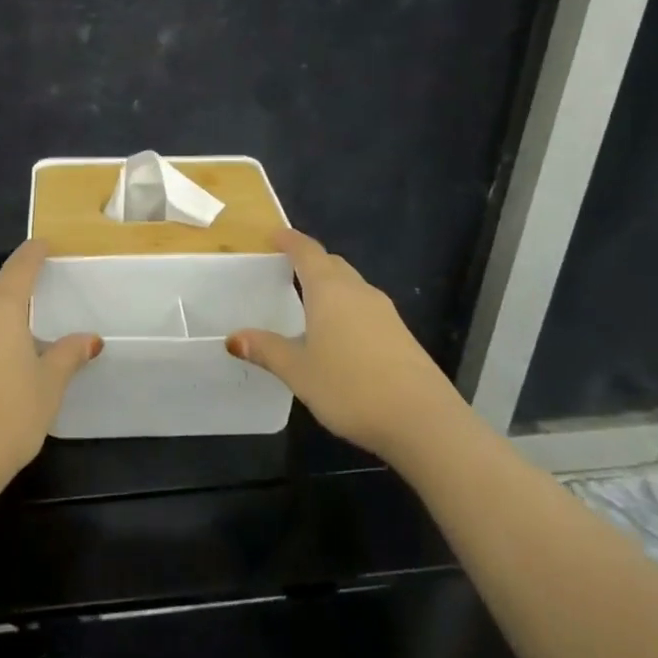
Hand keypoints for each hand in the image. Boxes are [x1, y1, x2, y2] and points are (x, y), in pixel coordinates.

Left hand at [0, 241, 99, 490]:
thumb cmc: (9, 414)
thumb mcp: (49, 385)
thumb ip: (67, 355)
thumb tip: (90, 338)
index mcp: (1, 309)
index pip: (19, 268)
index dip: (32, 254)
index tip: (42, 246)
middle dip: (10, 288)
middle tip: (32, 302)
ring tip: (12, 339)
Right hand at [226, 229, 464, 461]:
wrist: (424, 421)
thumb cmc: (350, 388)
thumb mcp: (299, 372)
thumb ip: (267, 350)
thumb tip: (234, 338)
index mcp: (330, 290)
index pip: (307, 252)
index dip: (289, 241)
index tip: (274, 236)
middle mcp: (359, 292)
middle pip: (332, 264)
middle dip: (310, 261)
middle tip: (287, 270)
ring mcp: (385, 312)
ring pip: (352, 286)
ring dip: (331, 285)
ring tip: (309, 303)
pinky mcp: (401, 335)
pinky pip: (366, 308)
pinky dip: (347, 308)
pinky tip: (339, 335)